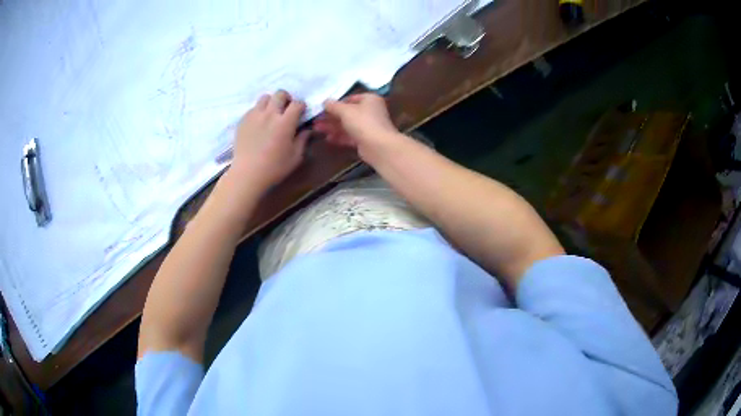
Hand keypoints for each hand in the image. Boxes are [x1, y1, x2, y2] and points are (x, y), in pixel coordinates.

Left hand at [230, 90, 309, 192]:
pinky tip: (259, 123)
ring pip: (265, 97)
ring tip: (271, 114)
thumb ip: (303, 140)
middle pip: (280, 94)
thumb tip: (308, 130)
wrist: (247, 174)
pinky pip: (253, 108)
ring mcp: (255, 115)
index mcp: (285, 122)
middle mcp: (270, 114)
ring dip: (271, 102)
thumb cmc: (274, 168)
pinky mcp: (243, 120)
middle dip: (286, 99)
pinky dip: (259, 111)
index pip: (297, 103)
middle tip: (286, 109)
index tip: (301, 113)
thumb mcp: (295, 157)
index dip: (301, 106)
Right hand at [314, 93, 401, 161]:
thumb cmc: (363, 122)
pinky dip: (339, 136)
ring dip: (332, 127)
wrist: (379, 147)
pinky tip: (327, 138)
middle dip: (331, 117)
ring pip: (347, 125)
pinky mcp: (365, 140)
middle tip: (315, 120)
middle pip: (347, 113)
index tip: (322, 108)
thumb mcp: (345, 111)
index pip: (350, 99)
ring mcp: (368, 126)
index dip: (336, 103)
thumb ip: (333, 106)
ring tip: (316, 129)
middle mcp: (370, 111)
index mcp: (369, 99)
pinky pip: (350, 136)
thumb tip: (325, 102)